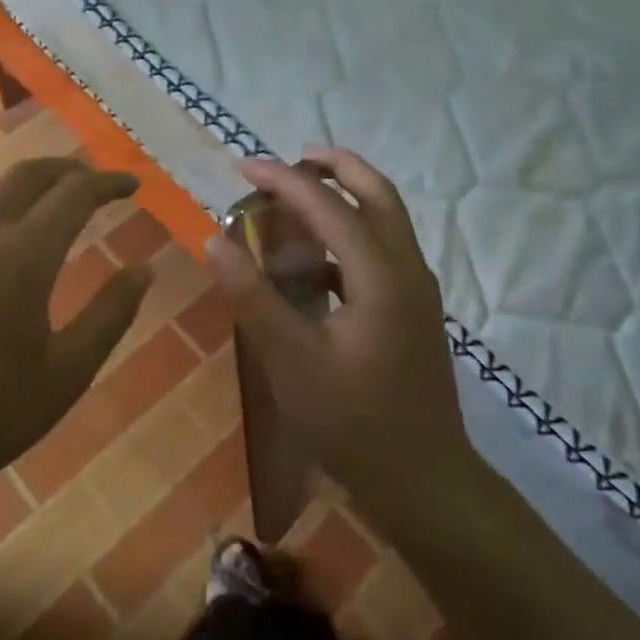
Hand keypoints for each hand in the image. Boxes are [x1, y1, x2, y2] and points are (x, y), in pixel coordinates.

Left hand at [0, 157, 151, 534]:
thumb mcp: (66, 373)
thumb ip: (110, 315)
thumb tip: (145, 270)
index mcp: (24, 256)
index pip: (74, 193)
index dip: (108, 183)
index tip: (132, 185)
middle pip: (28, 175)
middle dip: (68, 169)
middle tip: (95, 183)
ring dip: (29, 190)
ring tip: (51, 211)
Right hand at [204, 147, 473, 505]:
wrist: (424, 481)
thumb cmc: (352, 422)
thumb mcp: (289, 360)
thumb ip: (252, 296)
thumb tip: (215, 240)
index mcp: (381, 275)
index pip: (330, 206)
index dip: (284, 181)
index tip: (244, 165)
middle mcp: (408, 270)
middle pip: (378, 194)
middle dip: (337, 167)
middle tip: (294, 158)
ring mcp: (417, 291)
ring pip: (386, 221)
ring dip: (346, 199)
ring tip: (298, 202)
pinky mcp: (414, 312)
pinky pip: (383, 253)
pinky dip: (350, 239)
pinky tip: (314, 266)